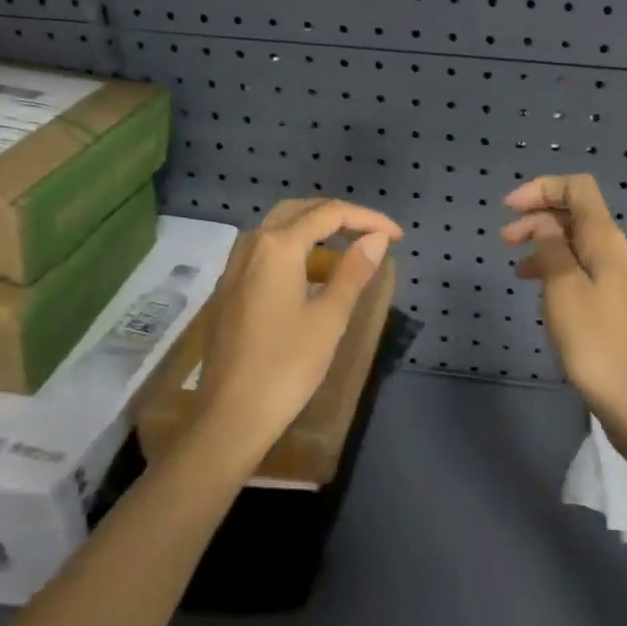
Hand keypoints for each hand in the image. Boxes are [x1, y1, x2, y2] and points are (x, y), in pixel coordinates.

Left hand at [195, 199, 403, 449]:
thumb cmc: (287, 365)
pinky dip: (295, 251)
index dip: (368, 219)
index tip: (397, 237)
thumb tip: (375, 238)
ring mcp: (235, 267)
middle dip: (339, 217)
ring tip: (348, 254)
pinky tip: (313, 278)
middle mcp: (252, 245)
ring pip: (279, 229)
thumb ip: (354, 271)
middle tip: (371, 235)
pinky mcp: (230, 289)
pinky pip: (266, 252)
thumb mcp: (330, 317)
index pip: (330, 214)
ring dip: (315, 232)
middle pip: (300, 211)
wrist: (230, 415)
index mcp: (278, 246)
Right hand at [502, 174, 626, 433]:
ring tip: (516, 267)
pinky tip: (540, 292)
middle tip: (504, 240)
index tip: (508, 209)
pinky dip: (557, 271)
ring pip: (576, 245)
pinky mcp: (615, 307)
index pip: (577, 188)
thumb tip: (545, 222)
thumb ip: (551, 248)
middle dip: (537, 217)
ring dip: (544, 245)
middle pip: (576, 215)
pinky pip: (582, 272)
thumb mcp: (563, 289)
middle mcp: (615, 252)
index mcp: (605, 240)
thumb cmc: (597, 343)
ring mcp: (618, 281)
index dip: (542, 188)